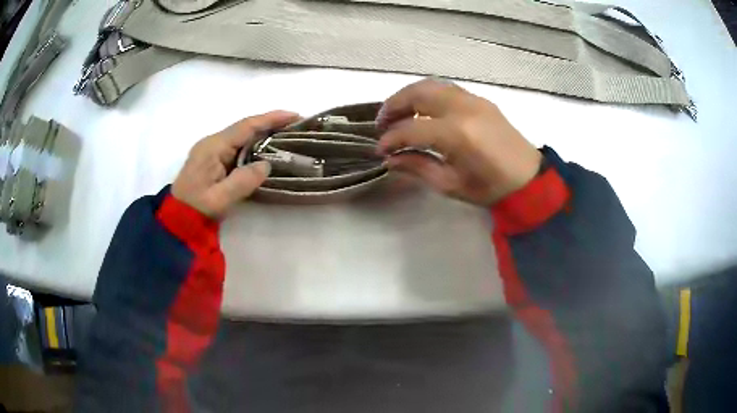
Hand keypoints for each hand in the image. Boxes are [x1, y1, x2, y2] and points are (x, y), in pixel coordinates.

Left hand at [172, 111, 298, 217]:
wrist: (177, 219)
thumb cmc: (196, 209)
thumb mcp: (220, 199)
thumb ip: (243, 181)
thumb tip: (266, 165)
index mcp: (213, 147)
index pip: (246, 126)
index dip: (271, 119)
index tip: (294, 115)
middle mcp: (212, 143)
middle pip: (245, 127)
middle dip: (270, 124)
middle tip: (296, 126)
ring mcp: (211, 150)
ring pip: (241, 135)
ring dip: (263, 133)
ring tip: (286, 135)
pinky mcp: (213, 159)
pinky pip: (237, 145)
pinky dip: (254, 144)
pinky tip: (266, 149)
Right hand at [376, 79, 541, 205]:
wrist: (529, 179)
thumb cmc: (491, 188)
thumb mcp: (451, 184)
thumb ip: (418, 167)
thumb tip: (390, 159)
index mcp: (457, 134)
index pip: (411, 128)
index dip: (391, 138)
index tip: (380, 150)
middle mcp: (463, 108)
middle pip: (417, 94)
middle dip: (393, 105)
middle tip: (382, 123)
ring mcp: (473, 100)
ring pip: (431, 85)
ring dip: (409, 95)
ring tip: (398, 112)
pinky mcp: (481, 99)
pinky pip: (447, 88)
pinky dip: (428, 94)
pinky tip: (423, 109)